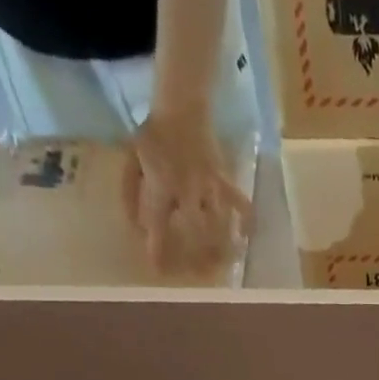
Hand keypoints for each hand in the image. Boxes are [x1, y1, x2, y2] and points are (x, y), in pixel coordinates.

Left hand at [123, 104, 252, 272]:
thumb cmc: (153, 134)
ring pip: (219, 223)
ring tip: (224, 265)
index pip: (158, 224)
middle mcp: (187, 190)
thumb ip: (131, 193)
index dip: (158, 249)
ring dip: (222, 246)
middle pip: (196, 231)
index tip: (160, 271)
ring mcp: (209, 186)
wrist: (181, 105)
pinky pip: (239, 203)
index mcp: (161, 186)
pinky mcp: (225, 180)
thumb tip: (135, 225)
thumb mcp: (131, 159)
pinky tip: (247, 238)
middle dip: (198, 255)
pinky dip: (245, 220)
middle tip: (200, 274)